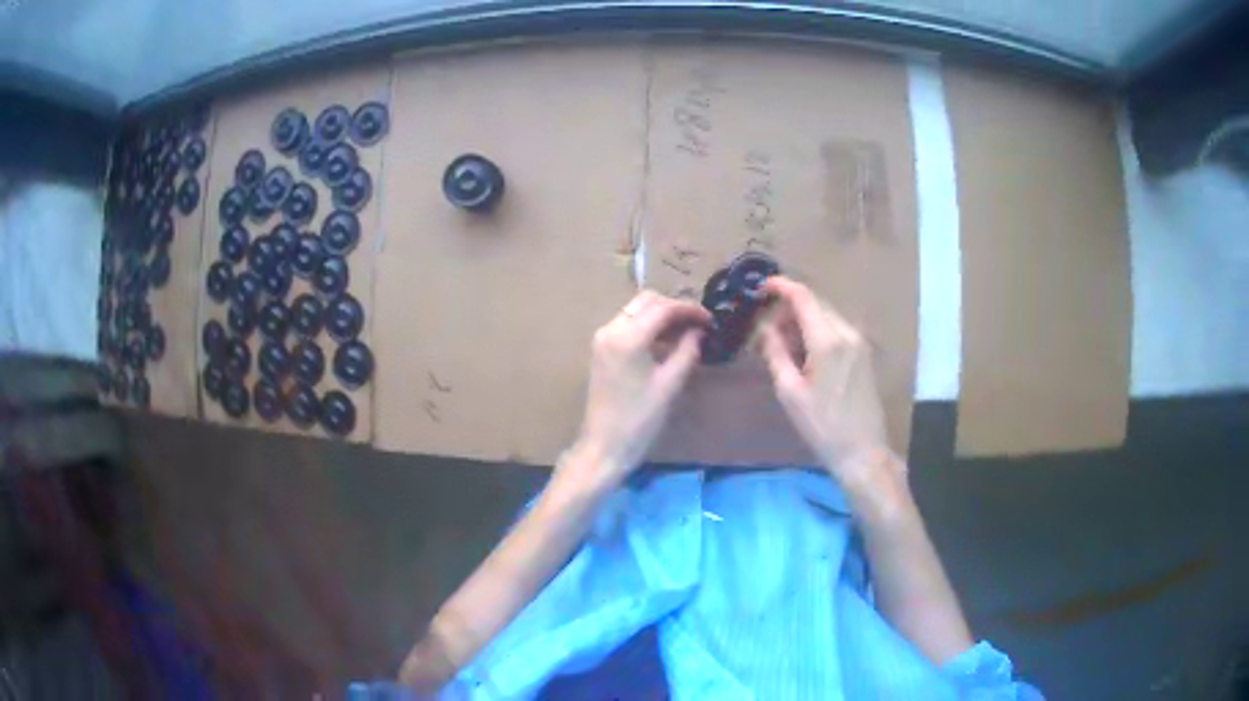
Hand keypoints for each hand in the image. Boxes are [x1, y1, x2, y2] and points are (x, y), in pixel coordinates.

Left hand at [572, 291, 709, 482]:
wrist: (604, 445)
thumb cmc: (639, 420)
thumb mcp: (669, 385)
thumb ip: (687, 351)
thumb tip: (698, 332)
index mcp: (627, 338)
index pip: (662, 308)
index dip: (689, 309)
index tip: (710, 318)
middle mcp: (610, 329)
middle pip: (646, 301)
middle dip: (674, 307)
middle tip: (698, 324)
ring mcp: (602, 338)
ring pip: (636, 310)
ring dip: (661, 315)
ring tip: (687, 332)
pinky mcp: (601, 349)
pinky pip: (627, 324)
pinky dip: (648, 326)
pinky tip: (666, 342)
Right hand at [757, 277, 899, 494]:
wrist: (862, 450)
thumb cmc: (822, 426)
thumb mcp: (790, 393)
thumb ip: (775, 353)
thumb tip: (764, 328)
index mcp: (828, 340)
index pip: (803, 297)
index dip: (781, 286)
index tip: (760, 288)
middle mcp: (847, 332)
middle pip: (815, 304)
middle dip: (788, 309)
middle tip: (766, 331)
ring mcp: (859, 341)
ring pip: (826, 315)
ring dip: (803, 321)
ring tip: (783, 346)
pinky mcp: (864, 352)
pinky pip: (837, 328)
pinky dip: (817, 331)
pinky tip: (805, 354)